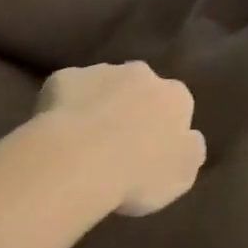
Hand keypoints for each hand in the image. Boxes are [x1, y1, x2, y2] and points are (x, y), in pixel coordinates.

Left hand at [37, 61, 204, 215]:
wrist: (78, 161)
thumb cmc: (139, 173)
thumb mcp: (182, 175)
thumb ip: (190, 151)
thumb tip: (190, 138)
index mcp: (175, 97)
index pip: (178, 105)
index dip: (164, 127)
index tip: (151, 151)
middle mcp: (141, 74)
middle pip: (140, 88)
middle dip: (132, 107)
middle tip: (117, 144)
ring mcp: (100, 72)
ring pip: (103, 86)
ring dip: (99, 105)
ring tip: (84, 143)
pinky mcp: (64, 78)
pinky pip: (67, 92)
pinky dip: (64, 108)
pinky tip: (57, 135)